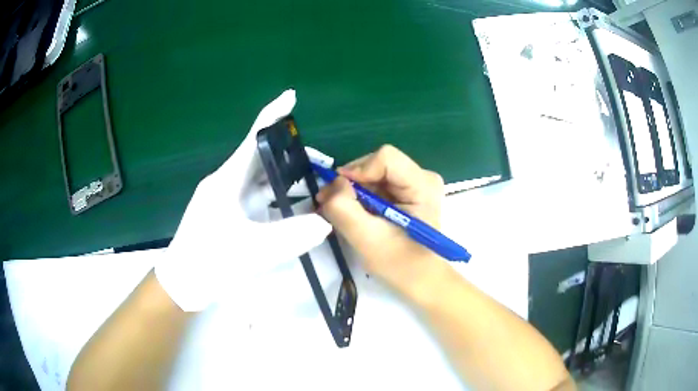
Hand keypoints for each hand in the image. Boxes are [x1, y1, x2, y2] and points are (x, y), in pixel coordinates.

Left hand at [155, 90, 331, 311]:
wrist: (182, 283)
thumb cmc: (209, 263)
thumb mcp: (252, 251)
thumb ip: (291, 237)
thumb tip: (325, 222)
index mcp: (225, 182)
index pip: (252, 139)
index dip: (272, 116)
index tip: (290, 96)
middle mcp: (224, 183)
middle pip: (258, 158)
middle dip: (287, 152)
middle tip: (319, 156)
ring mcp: (223, 199)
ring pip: (257, 179)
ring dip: (282, 177)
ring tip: (311, 178)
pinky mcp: (225, 213)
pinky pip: (254, 196)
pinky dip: (274, 196)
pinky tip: (290, 203)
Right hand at [316, 145, 445, 296]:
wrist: (418, 279)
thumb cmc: (399, 263)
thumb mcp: (367, 238)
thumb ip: (344, 208)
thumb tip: (332, 184)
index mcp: (422, 185)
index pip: (385, 158)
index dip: (358, 171)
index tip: (339, 193)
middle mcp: (422, 177)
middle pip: (376, 164)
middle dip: (351, 182)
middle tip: (331, 204)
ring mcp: (415, 183)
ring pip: (373, 173)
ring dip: (353, 190)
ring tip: (341, 212)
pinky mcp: (407, 191)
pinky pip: (376, 182)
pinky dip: (361, 195)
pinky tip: (354, 212)